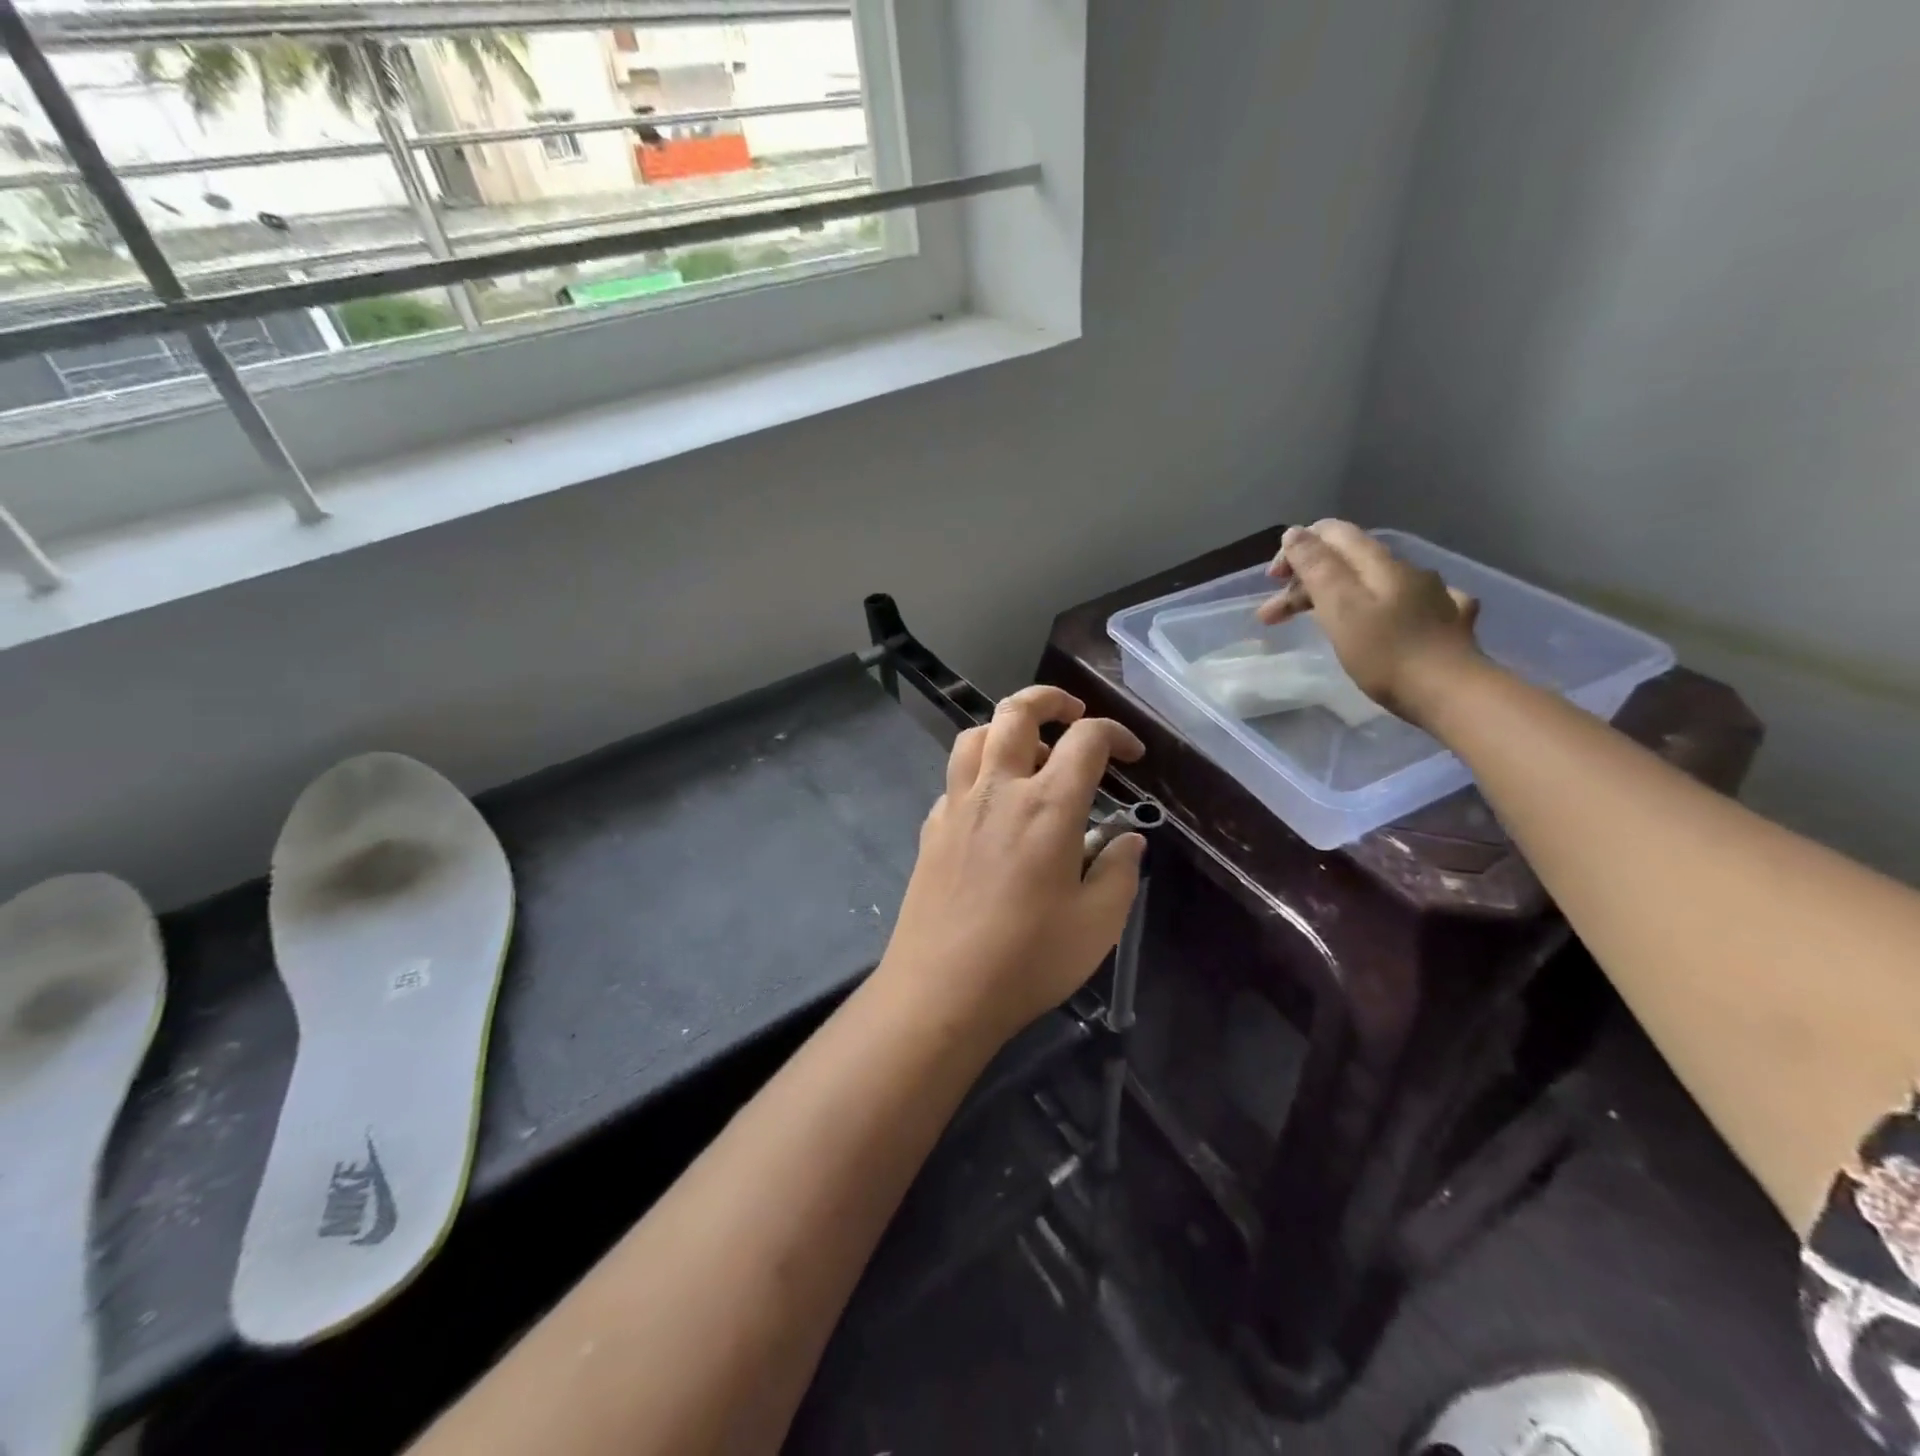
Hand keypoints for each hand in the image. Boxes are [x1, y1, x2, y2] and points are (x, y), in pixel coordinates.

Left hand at [876, 685, 1146, 1044]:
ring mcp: (956, 806)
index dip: (1116, 734)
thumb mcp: (1098, 923)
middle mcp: (998, 790)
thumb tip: (1128, 839)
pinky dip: (979, 774)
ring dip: (1005, 729)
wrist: (941, 990)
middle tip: (1073, 715)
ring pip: (975, 736)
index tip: (1133, 754)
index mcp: (1047, 805)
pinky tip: (992, 808)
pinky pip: (954, 780)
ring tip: (1030, 754)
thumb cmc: (1028, 958)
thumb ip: (1120, 871)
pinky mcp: (931, 829)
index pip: (1086, 740)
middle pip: (1016, 712)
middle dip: (1049, 699)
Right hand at [1256, 519, 1483, 725]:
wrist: (1452, 693)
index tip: (1273, 582)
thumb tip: (1295, 533)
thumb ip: (1316, 567)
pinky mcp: (1447, 623)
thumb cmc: (1385, 653)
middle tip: (1272, 616)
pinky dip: (1381, 610)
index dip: (1296, 549)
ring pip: (1372, 584)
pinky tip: (1386, 622)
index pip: (1332, 533)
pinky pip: (1407, 605)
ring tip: (1314, 625)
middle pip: (1347, 561)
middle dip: (1305, 581)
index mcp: (1378, 563)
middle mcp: (1406, 570)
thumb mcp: (1340, 607)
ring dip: (1334, 598)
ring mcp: (1432, 595)